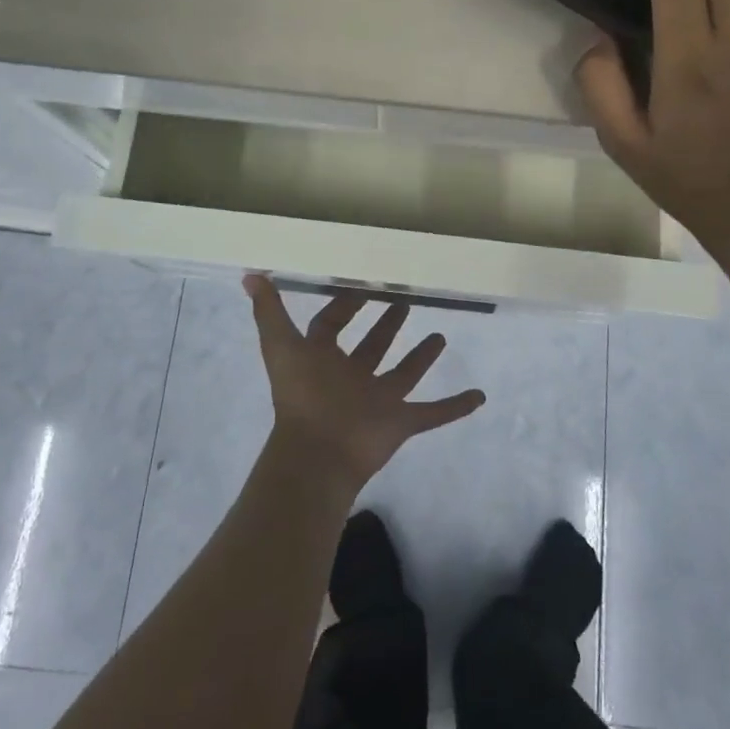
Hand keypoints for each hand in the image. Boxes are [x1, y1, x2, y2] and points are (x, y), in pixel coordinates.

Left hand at [244, 275, 485, 493]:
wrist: (318, 454)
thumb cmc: (302, 395)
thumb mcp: (281, 345)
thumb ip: (268, 310)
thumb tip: (250, 274)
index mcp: (323, 359)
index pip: (331, 327)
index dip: (343, 306)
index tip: (363, 286)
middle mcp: (351, 378)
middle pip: (371, 347)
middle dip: (386, 325)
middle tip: (405, 301)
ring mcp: (378, 402)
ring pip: (403, 374)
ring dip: (421, 358)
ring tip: (441, 336)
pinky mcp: (400, 423)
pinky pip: (433, 413)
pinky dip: (456, 407)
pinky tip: (480, 395)